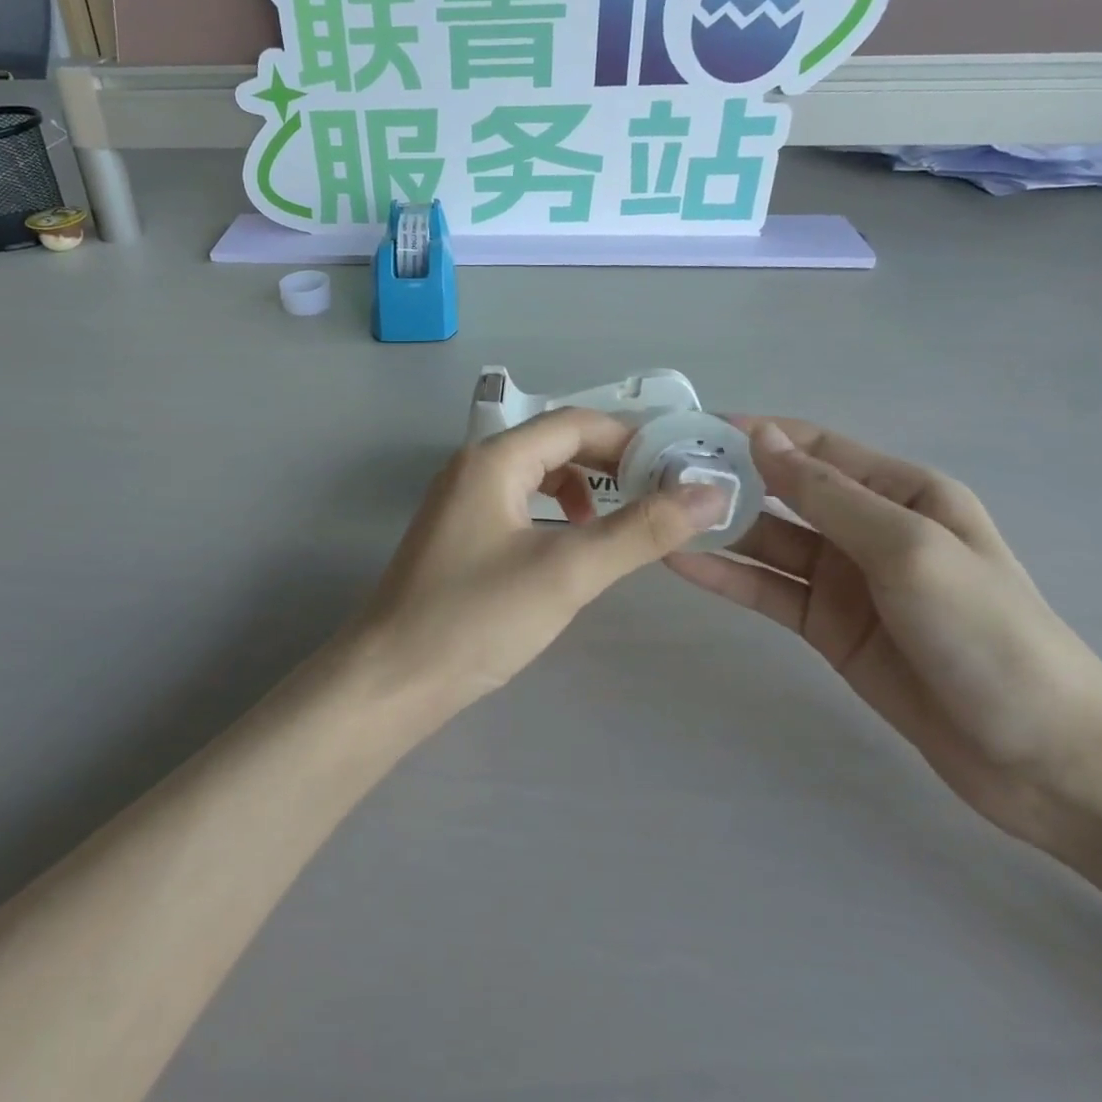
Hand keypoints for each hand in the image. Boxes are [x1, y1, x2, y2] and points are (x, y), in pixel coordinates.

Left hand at [351, 408, 730, 717]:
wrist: (393, 677)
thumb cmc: (477, 617)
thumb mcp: (567, 572)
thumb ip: (639, 531)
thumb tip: (709, 493)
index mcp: (493, 459)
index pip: (574, 423)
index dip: (629, 439)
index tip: (678, 469)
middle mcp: (473, 467)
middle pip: (554, 444)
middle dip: (609, 464)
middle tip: (660, 497)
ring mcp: (460, 501)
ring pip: (536, 476)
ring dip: (582, 490)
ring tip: (619, 525)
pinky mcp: (458, 534)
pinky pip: (518, 505)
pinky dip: (554, 515)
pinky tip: (571, 549)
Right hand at [669, 419, 1101, 858]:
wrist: (1046, 761)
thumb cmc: (989, 635)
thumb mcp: (908, 549)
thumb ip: (829, 495)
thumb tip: (762, 436)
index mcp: (902, 492)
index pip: (813, 447)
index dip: (753, 434)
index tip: (688, 430)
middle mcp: (868, 526)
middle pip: (782, 493)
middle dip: (725, 480)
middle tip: (655, 475)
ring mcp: (845, 579)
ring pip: (767, 541)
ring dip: (717, 526)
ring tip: (655, 514)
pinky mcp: (827, 625)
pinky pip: (767, 590)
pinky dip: (726, 575)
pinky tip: (679, 563)